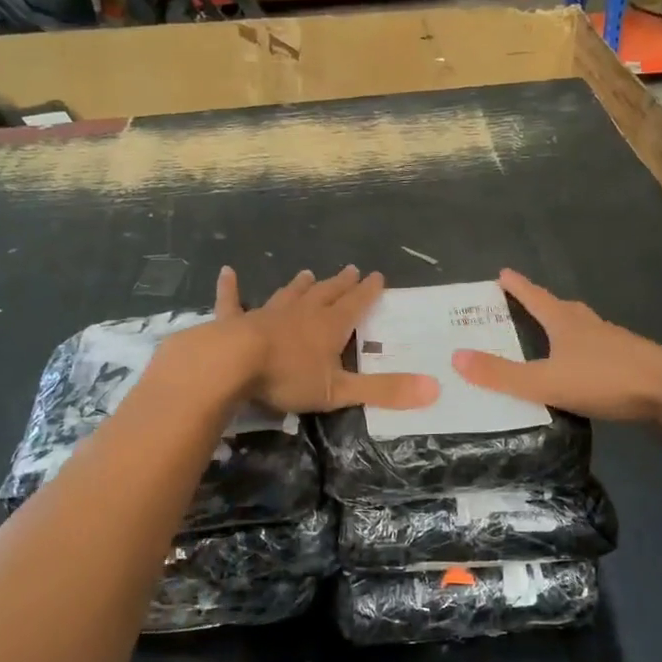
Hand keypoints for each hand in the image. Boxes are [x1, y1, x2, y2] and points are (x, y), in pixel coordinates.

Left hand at [210, 265, 438, 414]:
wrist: (232, 364)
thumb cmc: (288, 377)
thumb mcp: (340, 390)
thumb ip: (384, 391)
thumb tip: (434, 389)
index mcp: (329, 326)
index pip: (355, 304)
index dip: (368, 292)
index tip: (378, 276)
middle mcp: (301, 312)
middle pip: (325, 294)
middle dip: (340, 284)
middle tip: (350, 270)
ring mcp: (267, 313)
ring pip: (289, 294)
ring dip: (300, 285)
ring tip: (307, 274)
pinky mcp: (235, 321)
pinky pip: (233, 301)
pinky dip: (230, 288)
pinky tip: (227, 273)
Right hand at [452, 269, 661, 421]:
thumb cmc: (605, 379)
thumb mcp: (546, 381)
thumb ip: (502, 375)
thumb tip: (456, 357)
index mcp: (567, 323)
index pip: (535, 298)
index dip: (517, 287)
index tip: (502, 272)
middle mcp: (590, 326)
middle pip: (562, 308)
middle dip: (542, 303)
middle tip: (525, 302)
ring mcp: (614, 342)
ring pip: (583, 328)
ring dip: (566, 327)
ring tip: (553, 335)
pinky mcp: (631, 361)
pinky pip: (599, 350)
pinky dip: (584, 352)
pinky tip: (584, 367)